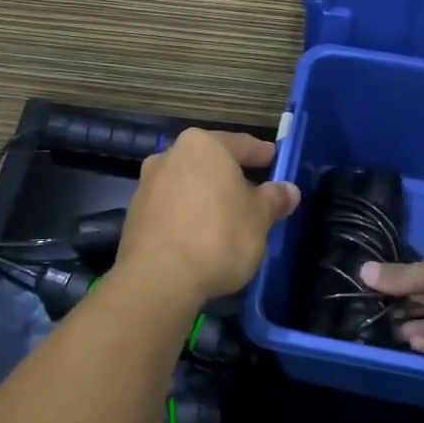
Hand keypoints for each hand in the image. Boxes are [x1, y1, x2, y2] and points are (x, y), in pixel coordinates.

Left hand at [117, 128, 299, 304]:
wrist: (158, 278)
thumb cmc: (218, 236)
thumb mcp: (259, 219)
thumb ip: (273, 199)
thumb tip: (288, 190)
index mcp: (203, 146)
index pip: (241, 144)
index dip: (261, 153)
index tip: (275, 159)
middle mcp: (169, 156)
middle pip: (209, 163)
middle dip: (230, 176)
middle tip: (254, 192)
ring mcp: (147, 185)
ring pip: (187, 184)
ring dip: (206, 197)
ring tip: (227, 218)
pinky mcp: (134, 216)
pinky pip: (171, 209)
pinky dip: (187, 216)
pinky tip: (201, 237)